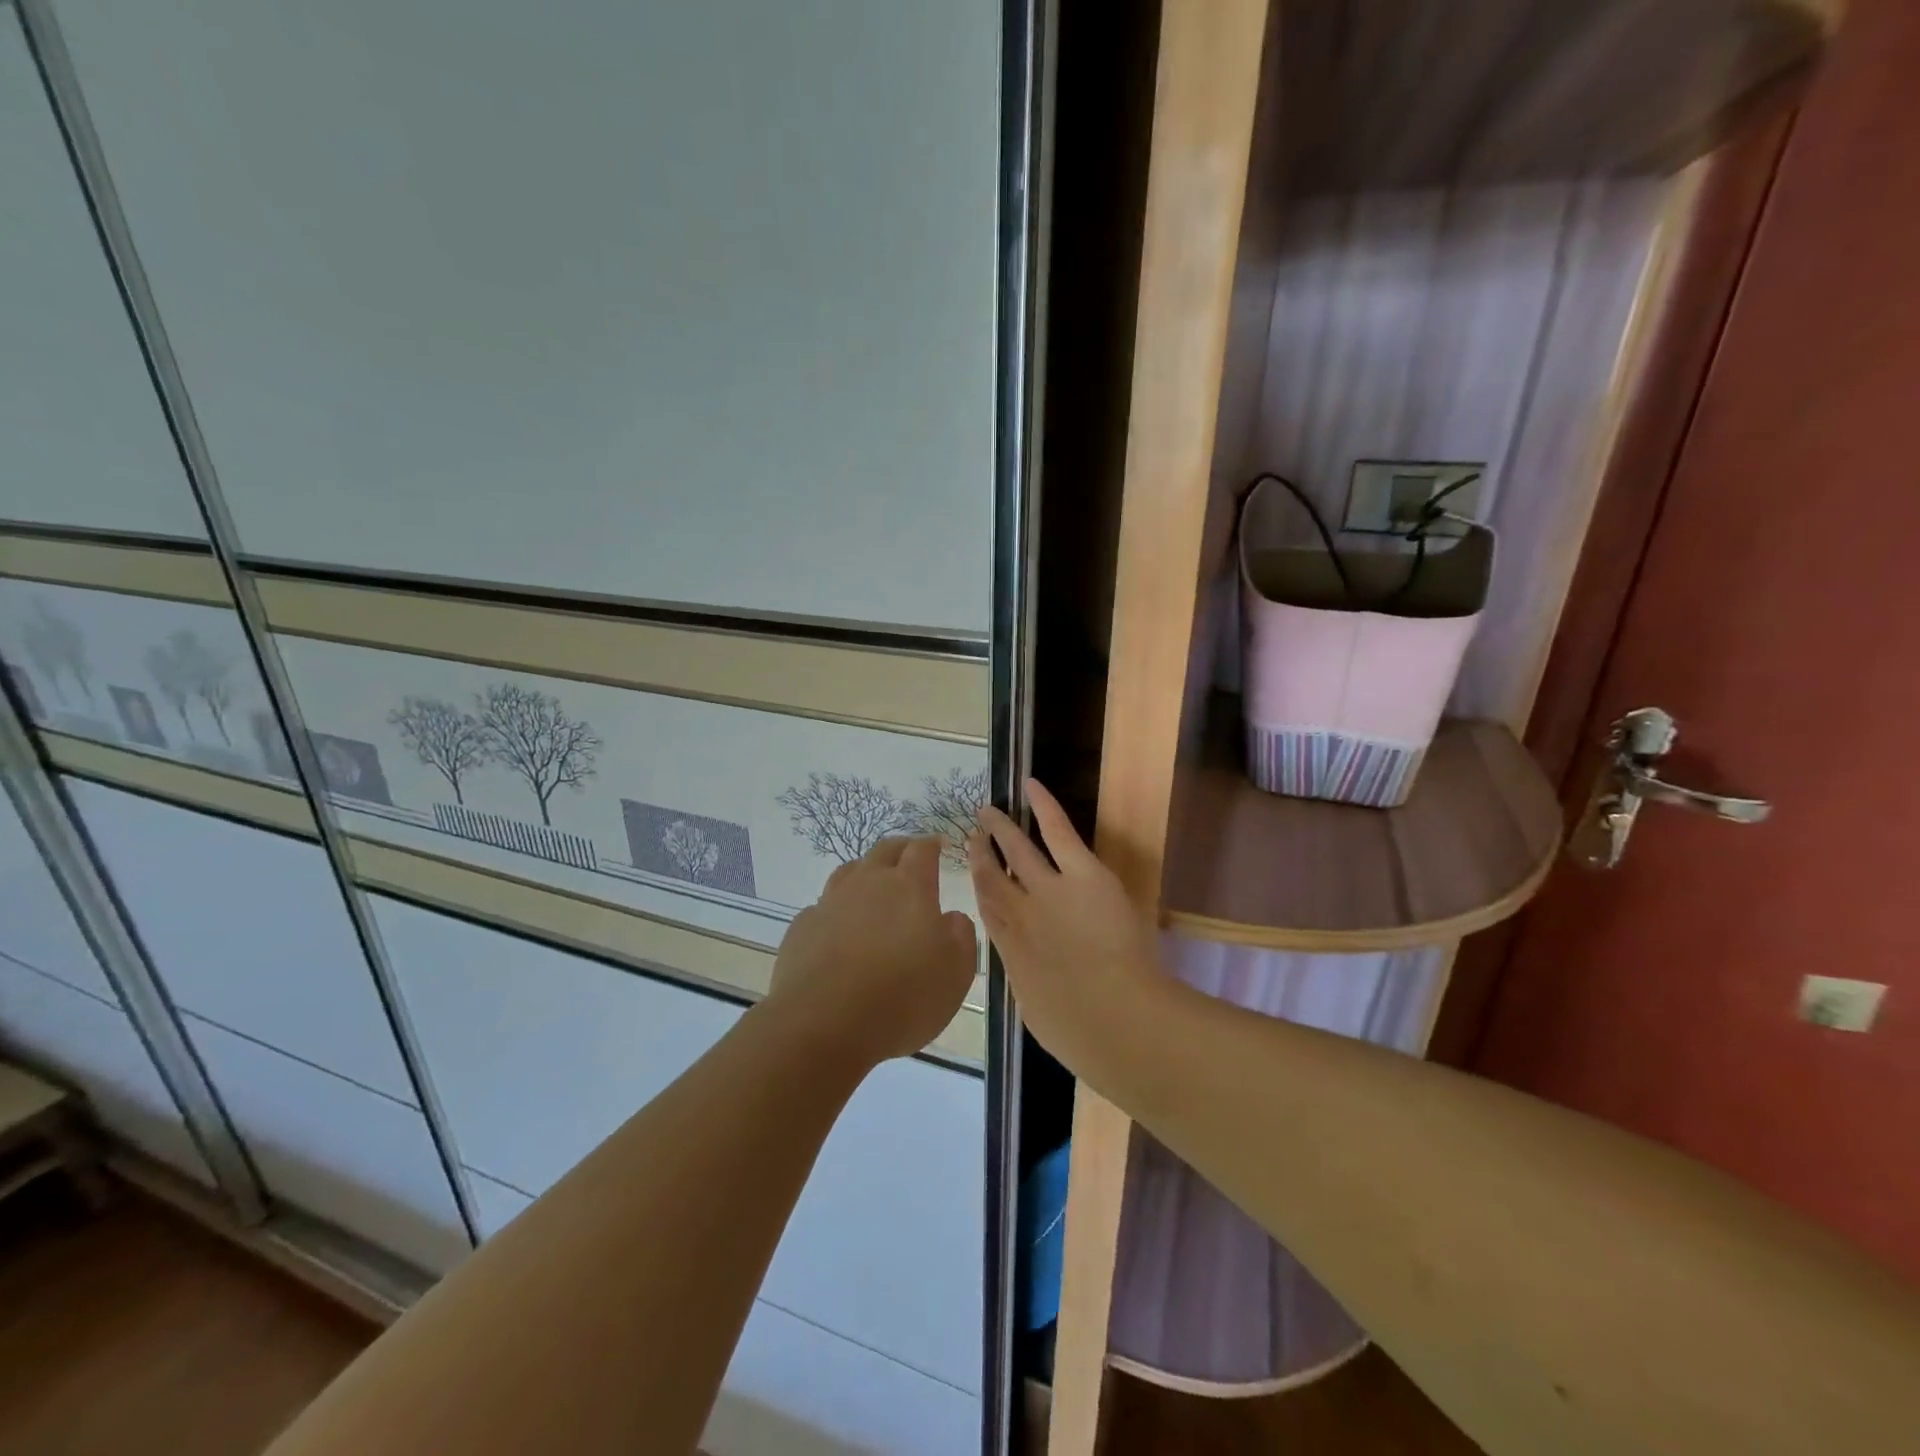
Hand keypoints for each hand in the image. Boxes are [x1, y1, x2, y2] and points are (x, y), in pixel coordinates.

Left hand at [765, 836, 977, 1066]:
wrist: (822, 1024)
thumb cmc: (901, 998)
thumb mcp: (955, 973)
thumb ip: (960, 936)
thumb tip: (952, 917)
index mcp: (909, 887)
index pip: (922, 850)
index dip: (932, 845)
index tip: (939, 846)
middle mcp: (868, 884)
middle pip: (884, 850)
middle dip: (901, 850)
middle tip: (911, 859)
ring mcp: (830, 903)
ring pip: (850, 872)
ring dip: (866, 874)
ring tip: (875, 889)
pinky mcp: (803, 928)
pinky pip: (824, 907)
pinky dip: (837, 910)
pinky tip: (840, 931)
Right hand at [969, 780, 1164, 1072]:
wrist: (1111, 1018)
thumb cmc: (1078, 1031)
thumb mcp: (1040, 1012)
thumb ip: (1032, 986)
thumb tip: (1034, 979)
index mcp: (1011, 951)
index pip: (990, 911)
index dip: (980, 888)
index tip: (975, 872)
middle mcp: (1020, 914)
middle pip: (993, 877)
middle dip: (981, 855)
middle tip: (972, 835)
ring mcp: (1048, 889)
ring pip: (1018, 851)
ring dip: (1002, 830)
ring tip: (988, 811)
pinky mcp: (1081, 874)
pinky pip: (1058, 831)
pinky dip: (1044, 806)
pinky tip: (1031, 786)